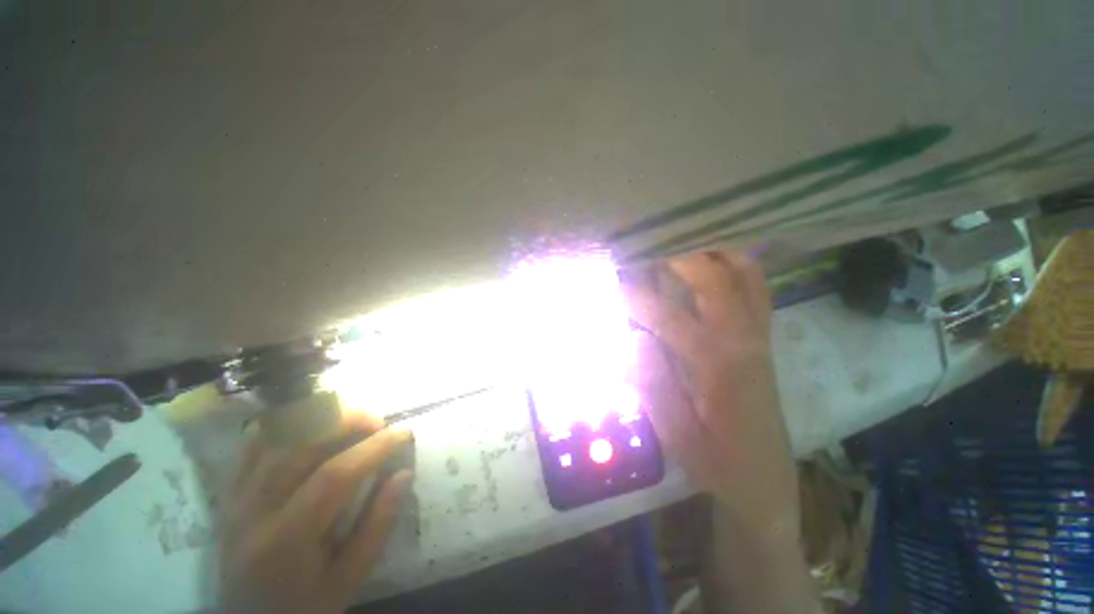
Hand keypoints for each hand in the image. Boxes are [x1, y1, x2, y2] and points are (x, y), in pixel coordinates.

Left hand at [218, 413, 413, 613]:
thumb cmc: (303, 607)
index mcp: (286, 540)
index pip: (334, 475)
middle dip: (348, 421)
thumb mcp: (349, 580)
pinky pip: (255, 442)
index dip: (375, 447)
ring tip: (350, 421)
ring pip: (277, 434)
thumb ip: (377, 526)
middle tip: (378, 423)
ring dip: (321, 417)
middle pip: (301, 442)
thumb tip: (404, 474)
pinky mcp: (229, 491)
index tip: (404, 433)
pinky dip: (287, 424)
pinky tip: (312, 426)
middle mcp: (254, 509)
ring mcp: (236, 496)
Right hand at [622, 250, 798, 533]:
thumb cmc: (717, 462)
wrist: (766, 480)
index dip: (634, 297)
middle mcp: (744, 339)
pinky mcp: (762, 338)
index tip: (610, 281)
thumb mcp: (676, 435)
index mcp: (719, 364)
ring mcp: (758, 334)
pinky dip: (735, 265)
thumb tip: (632, 340)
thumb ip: (652, 385)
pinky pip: (755, 288)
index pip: (669, 316)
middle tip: (644, 249)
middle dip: (675, 256)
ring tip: (680, 243)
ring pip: (745, 274)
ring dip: (712, 252)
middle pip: (713, 278)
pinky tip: (712, 261)